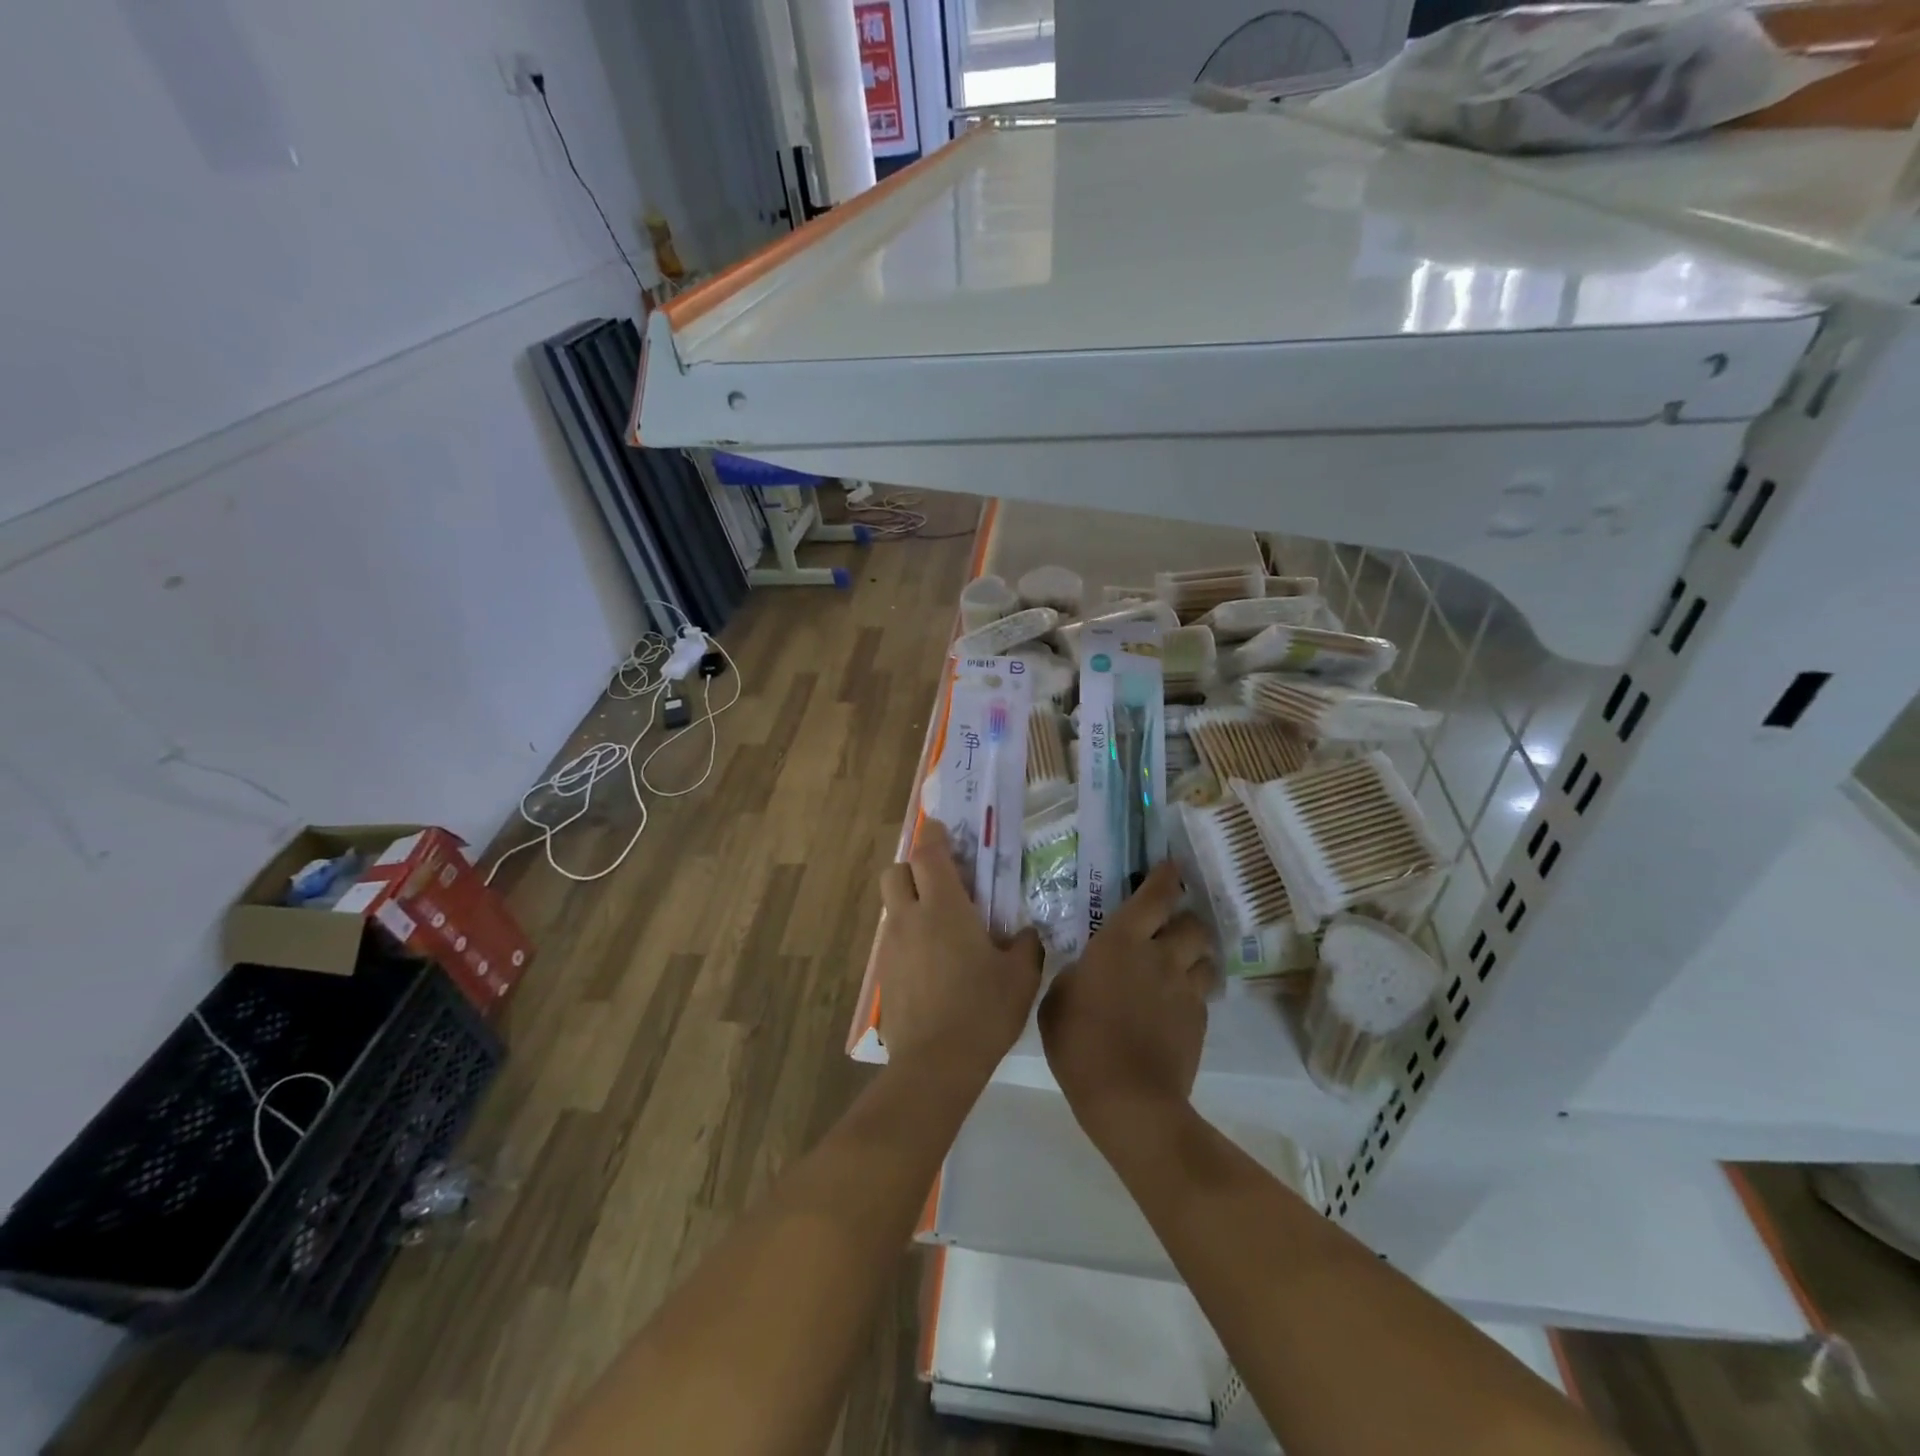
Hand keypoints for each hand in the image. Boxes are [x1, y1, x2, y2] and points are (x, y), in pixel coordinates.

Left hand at [877, 819, 1042, 1085]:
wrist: (935, 1064)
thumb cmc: (983, 1010)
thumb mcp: (1020, 977)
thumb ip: (1025, 946)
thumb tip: (1026, 934)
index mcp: (943, 908)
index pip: (929, 854)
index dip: (934, 835)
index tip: (941, 827)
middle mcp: (910, 918)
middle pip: (896, 872)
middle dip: (913, 867)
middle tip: (941, 881)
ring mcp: (891, 947)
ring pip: (892, 907)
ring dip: (910, 903)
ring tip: (940, 928)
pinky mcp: (883, 975)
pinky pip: (893, 940)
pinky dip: (908, 938)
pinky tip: (932, 964)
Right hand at [1039, 859, 1211, 1152]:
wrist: (1128, 1098)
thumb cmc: (1079, 1042)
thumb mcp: (1056, 1000)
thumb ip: (1074, 974)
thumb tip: (1085, 969)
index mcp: (1121, 942)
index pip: (1154, 897)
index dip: (1165, 878)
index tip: (1171, 867)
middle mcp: (1160, 956)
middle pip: (1192, 924)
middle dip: (1185, 920)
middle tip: (1170, 929)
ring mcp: (1185, 989)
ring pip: (1207, 957)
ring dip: (1196, 956)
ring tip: (1180, 966)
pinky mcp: (1200, 1021)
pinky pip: (1202, 993)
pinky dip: (1192, 991)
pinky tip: (1175, 1006)